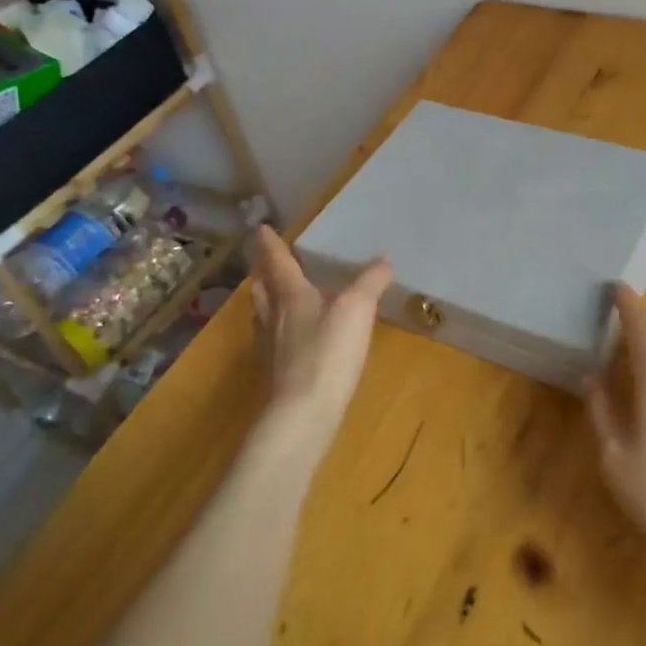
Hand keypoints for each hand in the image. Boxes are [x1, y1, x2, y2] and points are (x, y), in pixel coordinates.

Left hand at [249, 227, 392, 439]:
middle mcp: (273, 318)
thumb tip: (384, 260)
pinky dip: (281, 333)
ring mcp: (270, 349)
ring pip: (264, 316)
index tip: (260, 229)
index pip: (277, 262)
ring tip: (280, 298)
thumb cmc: (326, 354)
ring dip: (269, 303)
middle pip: (263, 290)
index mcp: (290, 296)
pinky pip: (274, 343)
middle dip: (265, 275)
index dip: (270, 244)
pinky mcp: (275, 376)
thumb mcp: (357, 310)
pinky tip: (294, 341)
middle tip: (269, 264)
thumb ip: (370, 283)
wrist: (301, 416)